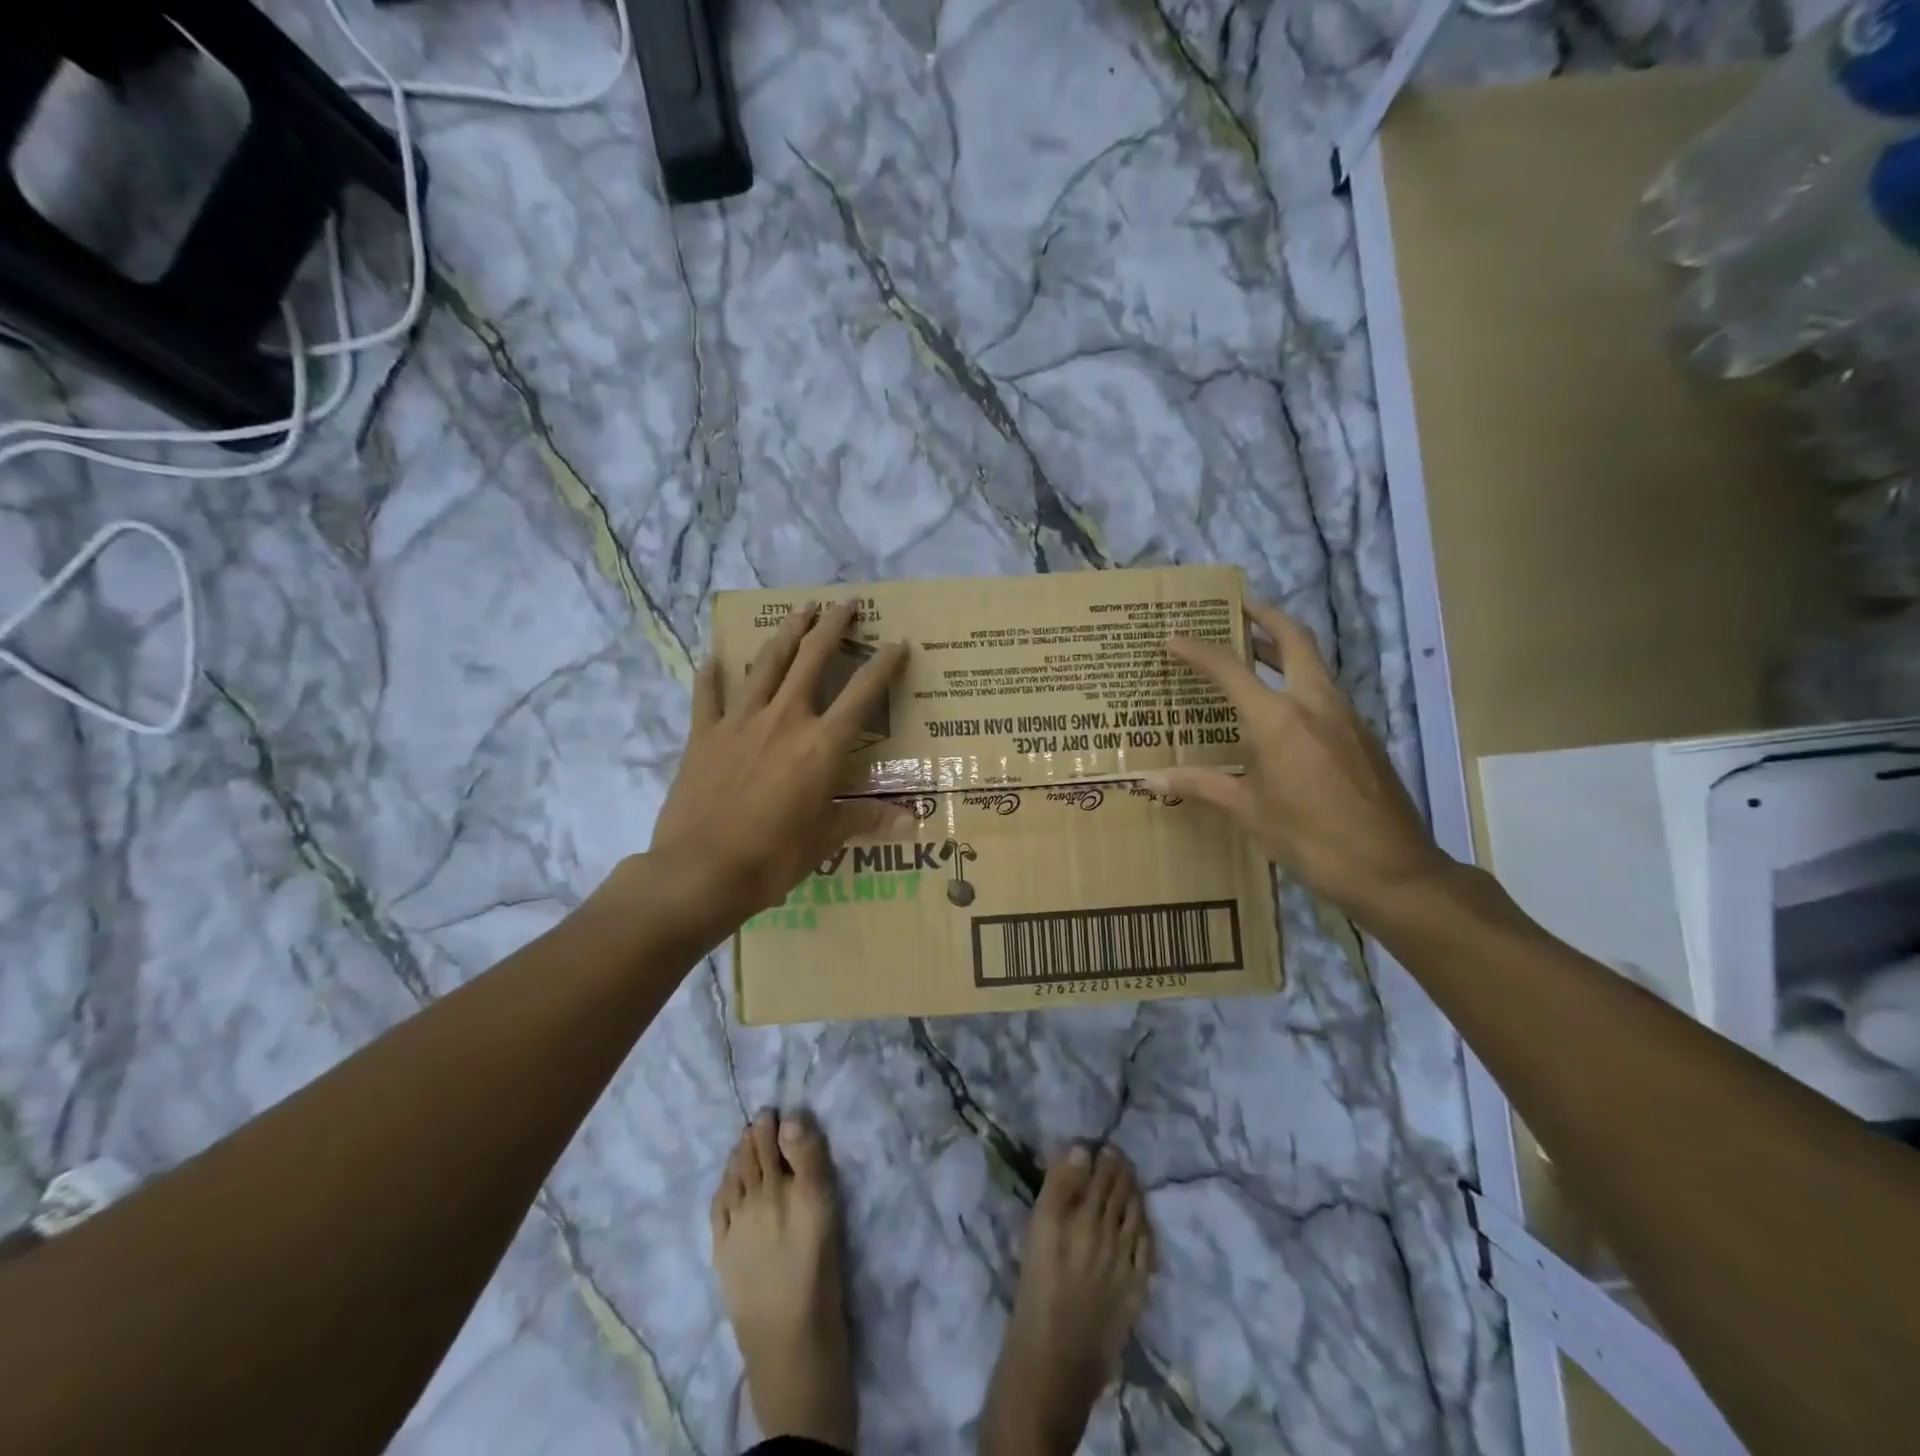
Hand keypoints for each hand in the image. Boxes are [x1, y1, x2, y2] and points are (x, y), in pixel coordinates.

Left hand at [652, 601, 910, 920]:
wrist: (701, 870)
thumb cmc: (774, 857)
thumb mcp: (827, 839)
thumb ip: (867, 819)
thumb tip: (912, 823)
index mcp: (822, 745)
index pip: (863, 694)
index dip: (884, 666)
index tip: (898, 643)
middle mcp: (785, 719)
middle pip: (812, 659)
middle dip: (832, 627)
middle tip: (845, 603)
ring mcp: (740, 722)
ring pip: (766, 664)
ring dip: (785, 633)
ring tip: (799, 610)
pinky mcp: (703, 735)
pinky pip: (708, 696)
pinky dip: (711, 676)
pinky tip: (713, 660)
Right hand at [1142, 601, 1448, 920]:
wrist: (1391, 869)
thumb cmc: (1309, 838)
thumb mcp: (1248, 811)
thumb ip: (1200, 785)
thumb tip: (1147, 781)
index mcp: (1278, 719)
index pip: (1230, 669)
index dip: (1198, 651)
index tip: (1174, 638)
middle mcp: (1314, 704)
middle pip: (1294, 640)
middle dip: (1266, 617)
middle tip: (1238, 607)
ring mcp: (1345, 717)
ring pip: (1314, 664)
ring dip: (1284, 648)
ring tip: (1253, 651)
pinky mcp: (1362, 735)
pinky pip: (1325, 693)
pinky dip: (1299, 682)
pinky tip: (1283, 708)